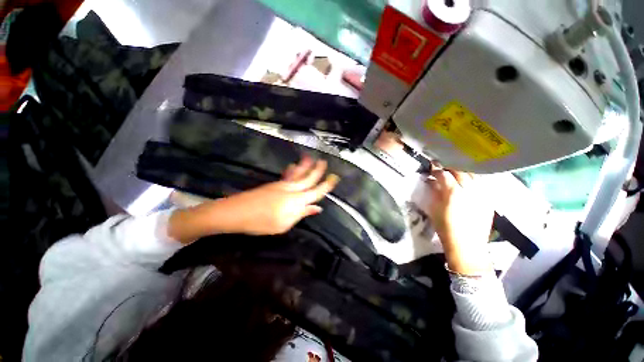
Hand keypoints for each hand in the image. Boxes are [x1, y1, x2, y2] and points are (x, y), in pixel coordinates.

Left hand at [220, 156, 339, 234]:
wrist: (237, 212)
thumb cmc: (262, 222)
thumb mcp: (284, 224)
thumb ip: (302, 214)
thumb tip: (317, 208)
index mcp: (297, 201)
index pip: (316, 192)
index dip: (326, 185)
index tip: (334, 178)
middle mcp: (292, 190)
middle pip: (308, 179)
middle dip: (317, 170)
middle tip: (324, 162)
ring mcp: (282, 185)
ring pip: (298, 173)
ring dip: (305, 166)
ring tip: (311, 157)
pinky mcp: (274, 184)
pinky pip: (287, 175)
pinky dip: (292, 170)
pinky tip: (294, 166)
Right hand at [426, 169, 493, 274]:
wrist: (467, 246)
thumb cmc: (446, 228)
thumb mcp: (434, 209)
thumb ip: (434, 192)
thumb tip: (432, 181)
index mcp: (454, 192)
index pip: (444, 174)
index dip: (437, 169)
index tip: (432, 165)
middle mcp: (470, 190)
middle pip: (460, 171)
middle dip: (450, 167)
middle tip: (443, 166)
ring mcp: (482, 194)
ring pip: (473, 175)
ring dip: (463, 171)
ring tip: (456, 171)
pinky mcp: (489, 200)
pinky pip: (482, 184)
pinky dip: (474, 179)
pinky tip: (469, 181)